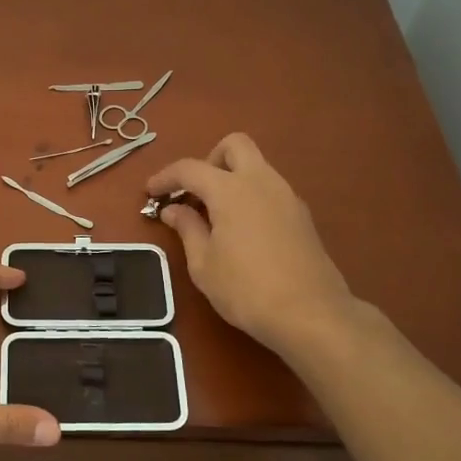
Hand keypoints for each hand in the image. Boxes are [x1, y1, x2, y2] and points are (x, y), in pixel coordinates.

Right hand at [147, 134, 355, 355]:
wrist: (310, 314)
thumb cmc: (246, 289)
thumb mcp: (203, 263)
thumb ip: (187, 228)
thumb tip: (173, 209)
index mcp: (231, 189)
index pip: (190, 168)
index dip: (165, 177)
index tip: (150, 192)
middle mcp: (261, 181)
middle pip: (234, 146)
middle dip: (209, 160)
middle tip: (195, 193)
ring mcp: (286, 196)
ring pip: (256, 166)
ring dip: (231, 179)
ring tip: (215, 216)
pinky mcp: (301, 215)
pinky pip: (270, 189)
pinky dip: (250, 196)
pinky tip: (241, 230)